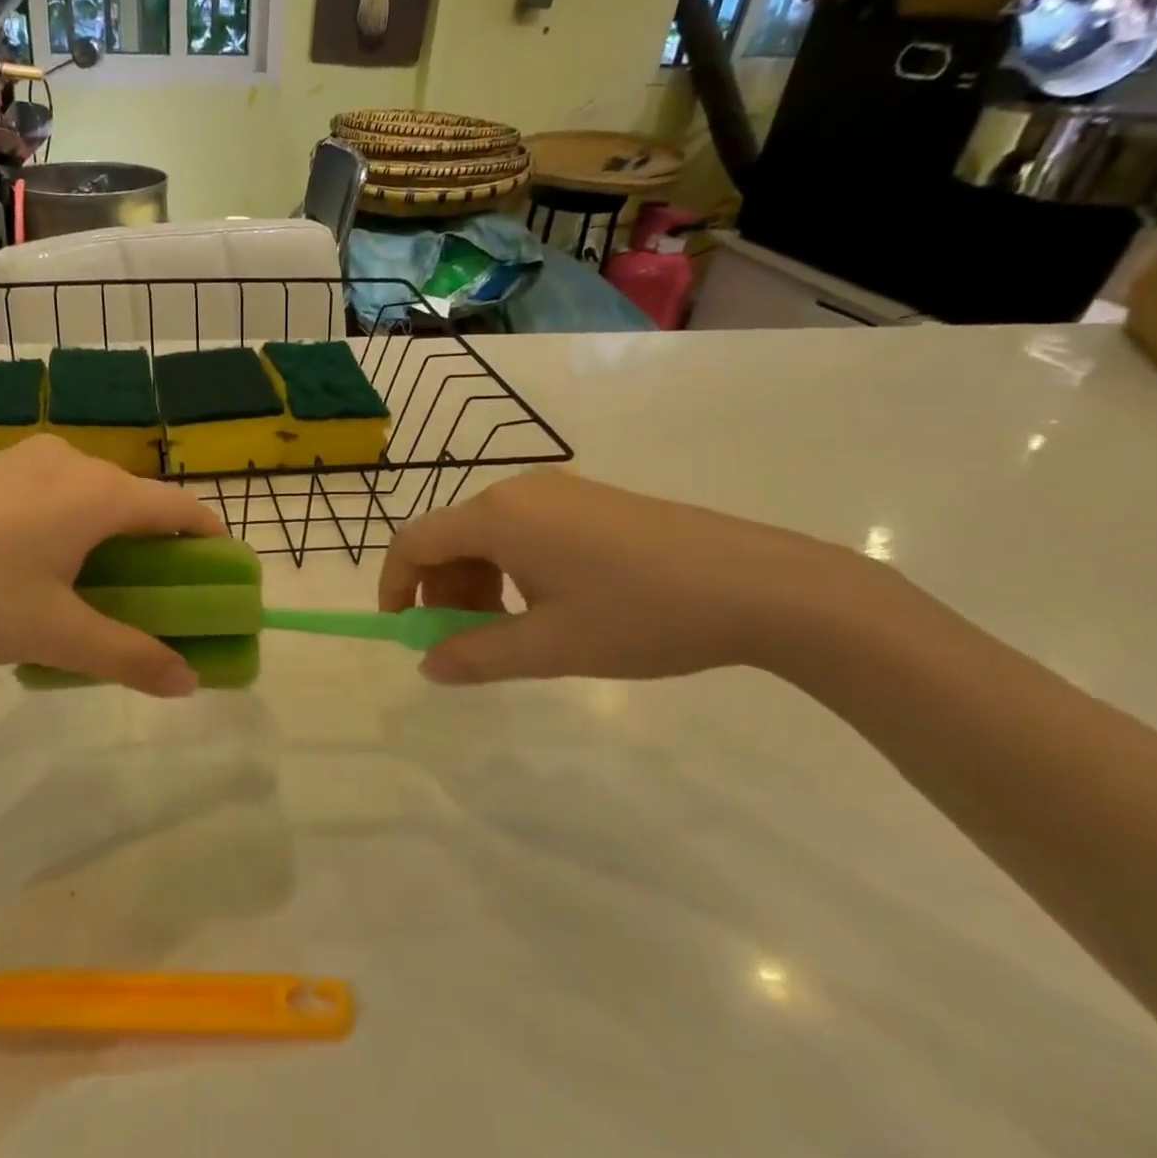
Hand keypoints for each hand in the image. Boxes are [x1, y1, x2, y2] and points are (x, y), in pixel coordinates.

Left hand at [0, 436, 226, 695]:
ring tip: (89, 590)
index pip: (180, 509)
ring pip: (90, 498)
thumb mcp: (54, 635)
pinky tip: (32, 568)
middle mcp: (70, 462)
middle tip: (153, 599)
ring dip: (108, 539)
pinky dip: (66, 526)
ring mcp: (22, 460)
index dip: (211, 541)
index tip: (222, 575)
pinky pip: (50, 494)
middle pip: (136, 502)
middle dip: (156, 549)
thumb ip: (128, 657)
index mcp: (99, 493)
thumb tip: (188, 684)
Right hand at [379, 470, 878, 684]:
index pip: (414, 541)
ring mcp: (560, 492)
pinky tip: (548, 605)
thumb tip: (428, 665)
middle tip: (464, 643)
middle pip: (450, 537)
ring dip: (478, 583)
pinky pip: (524, 530)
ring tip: (509, 631)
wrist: (762, 586)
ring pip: (488, 535)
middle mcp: (519, 492)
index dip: (394, 585)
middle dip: (441, 592)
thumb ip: (477, 657)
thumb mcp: (550, 647)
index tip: (402, 630)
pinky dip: (512, 568)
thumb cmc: (641, 615)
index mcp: (498, 517)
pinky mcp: (591, 501)